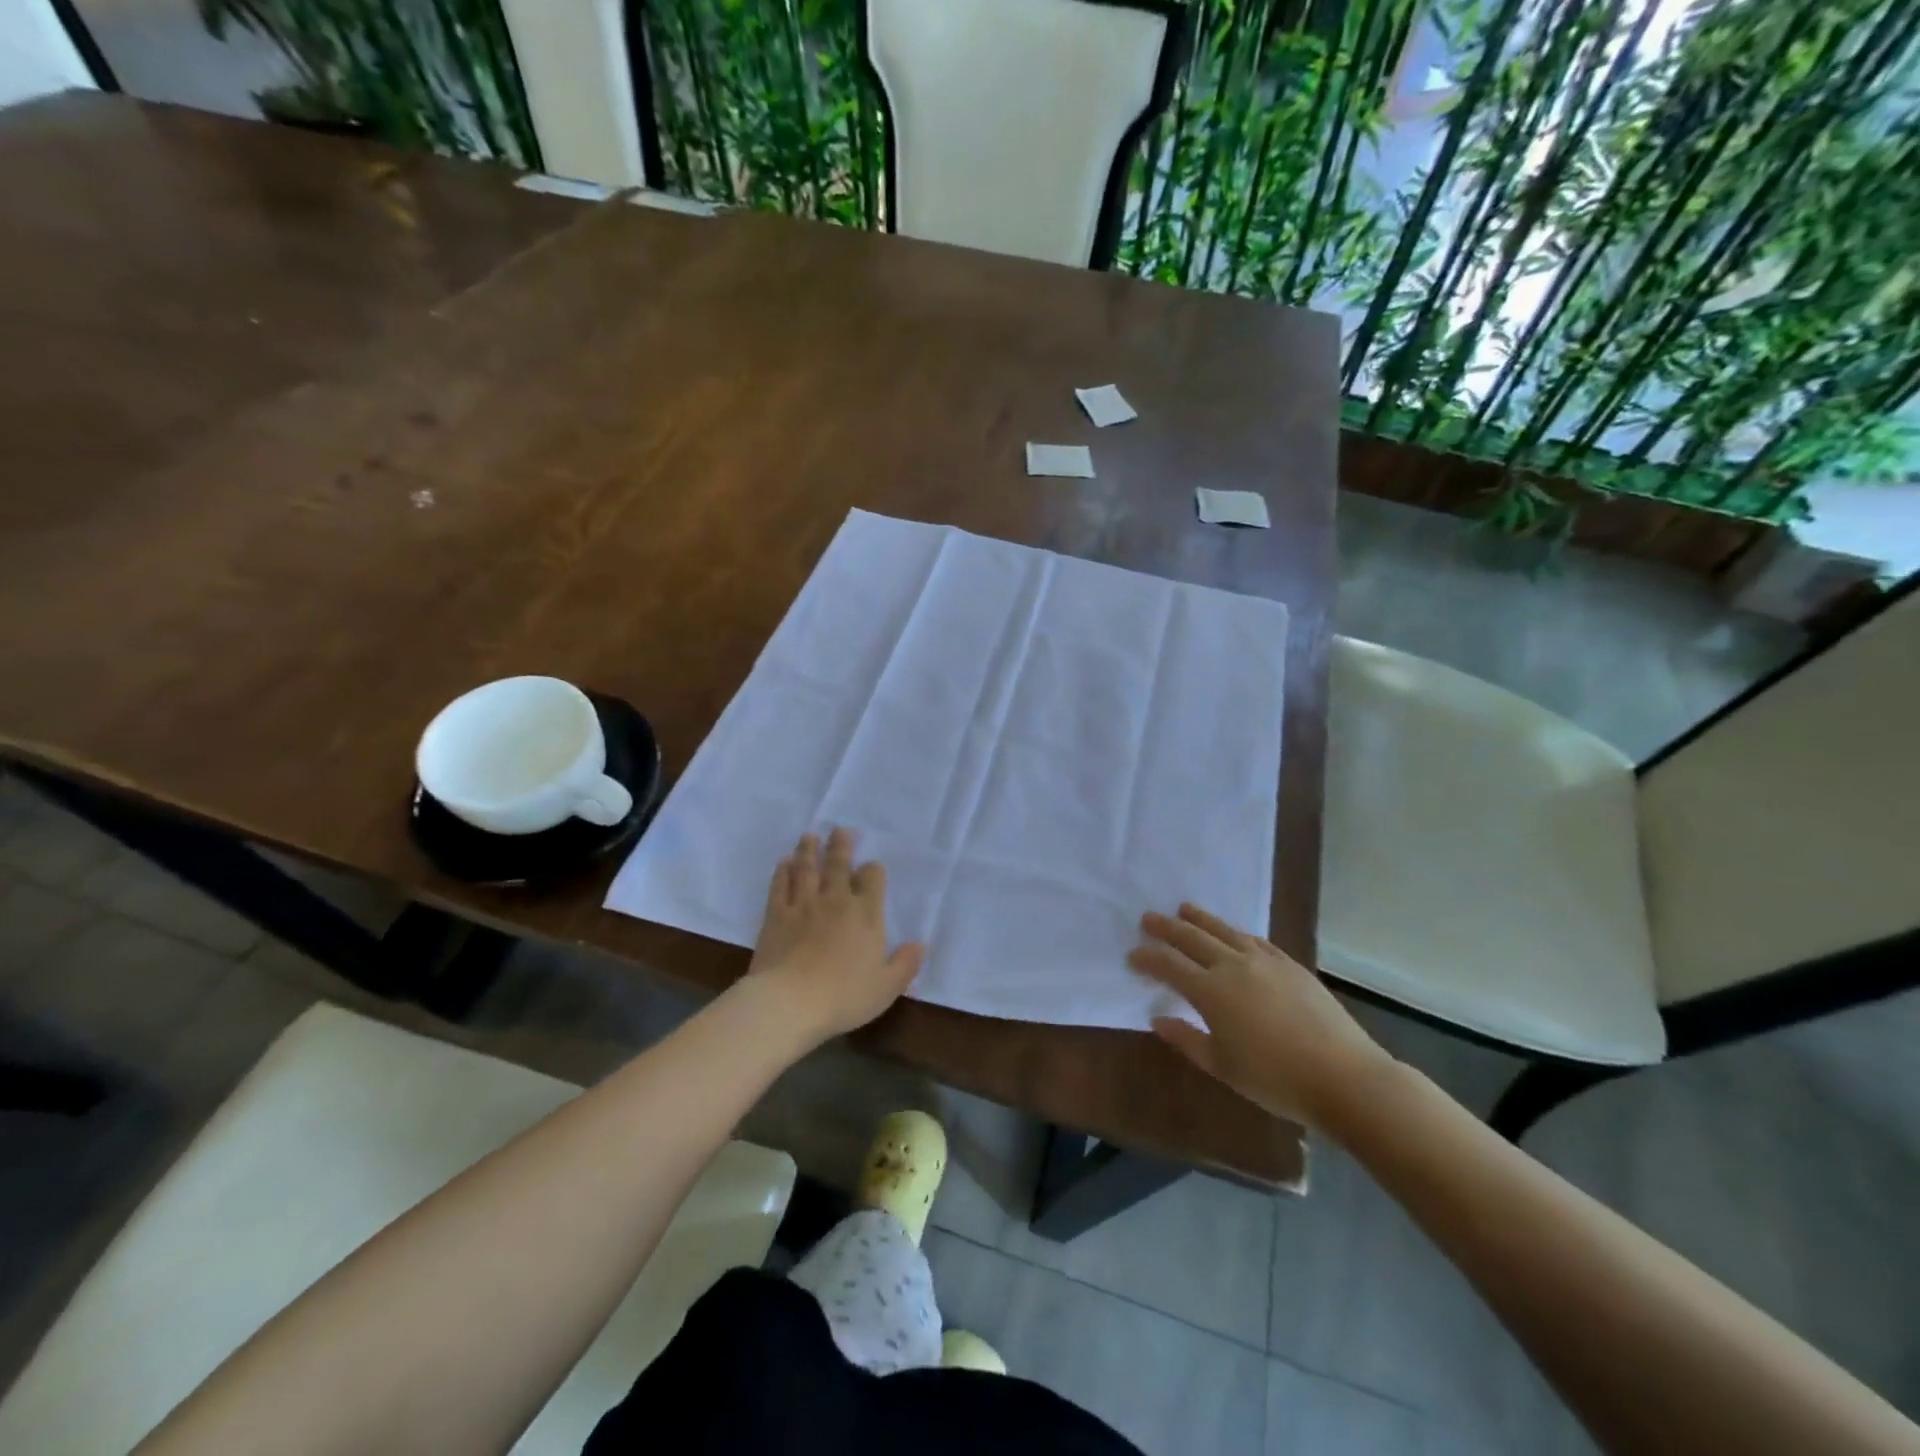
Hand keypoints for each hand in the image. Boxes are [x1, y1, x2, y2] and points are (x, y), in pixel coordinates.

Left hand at [744, 828, 924, 1043]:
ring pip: (807, 868)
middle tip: (839, 830)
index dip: (873, 871)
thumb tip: (920, 944)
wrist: (789, 1003)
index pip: (872, 879)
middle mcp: (836, 901)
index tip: (871, 868)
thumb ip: (906, 964)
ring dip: (809, 850)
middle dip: (841, 845)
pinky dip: (782, 872)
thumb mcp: (886, 987)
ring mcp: (803, 905)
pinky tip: (783, 863)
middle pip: (839, 864)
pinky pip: (780, 886)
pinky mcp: (776, 915)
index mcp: (866, 914)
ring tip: (810, 836)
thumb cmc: (844, 996)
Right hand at [1129, 903, 1393, 1128]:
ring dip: (1200, 919)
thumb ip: (1187, 1039)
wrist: (1343, 1076)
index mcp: (1210, 991)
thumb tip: (1159, 1018)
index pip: (1169, 965)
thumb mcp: (1222, 1067)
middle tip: (1148, 918)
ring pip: (1224, 930)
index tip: (1133, 954)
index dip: (1148, 958)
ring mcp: (1264, 961)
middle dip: (1167, 928)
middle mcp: (1233, 966)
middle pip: (1192, 938)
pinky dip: (1236, 932)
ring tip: (1184, 908)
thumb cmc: (1275, 1079)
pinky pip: (1255, 939)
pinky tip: (1233, 933)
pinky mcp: (1290, 965)